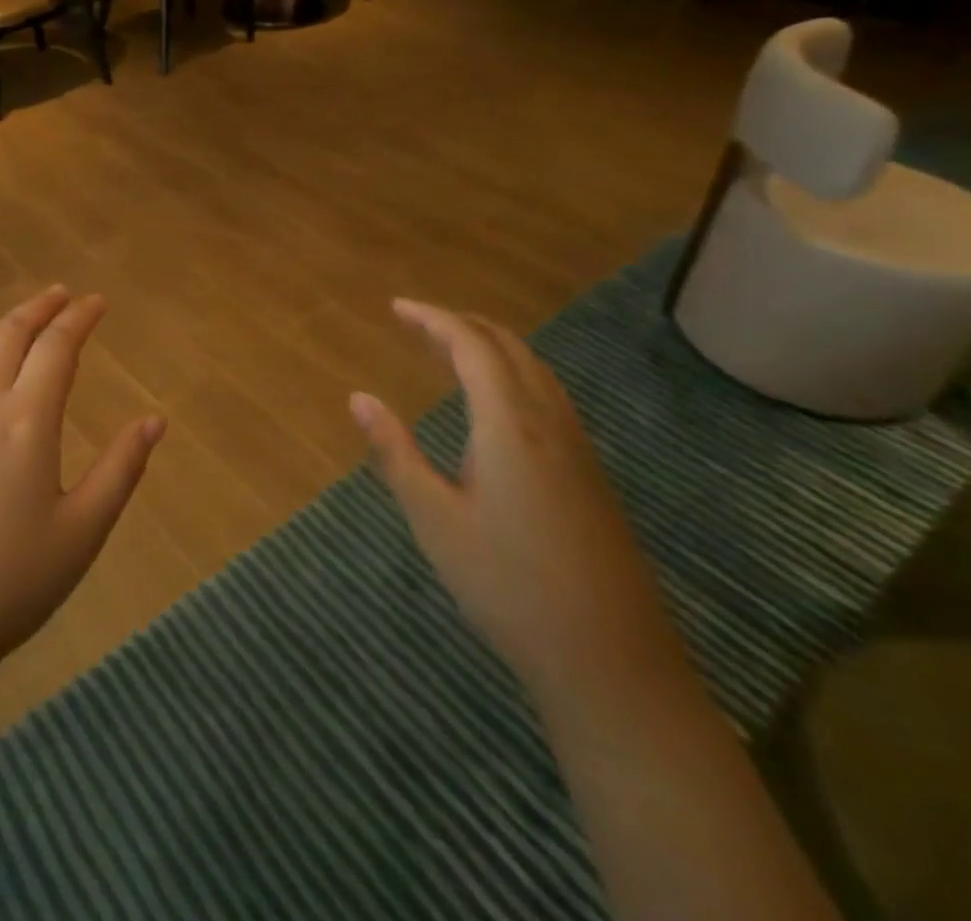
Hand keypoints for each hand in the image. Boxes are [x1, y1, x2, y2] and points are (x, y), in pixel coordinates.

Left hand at [0, 286, 165, 691]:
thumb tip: (155, 420)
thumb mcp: (82, 533)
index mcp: (26, 421)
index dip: (80, 318)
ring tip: (21, 323)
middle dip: (39, 308)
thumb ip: (121, 469)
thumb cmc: (9, 584)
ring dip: (0, 329)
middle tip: (61, 296)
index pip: (57, 347)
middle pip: (8, 335)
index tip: (98, 301)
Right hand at [349, 300, 692, 715]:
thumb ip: (395, 452)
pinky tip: (497, 404)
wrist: (611, 661)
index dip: (433, 319)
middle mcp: (549, 423)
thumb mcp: (434, 518)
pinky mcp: (590, 474)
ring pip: (535, 371)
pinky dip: (514, 375)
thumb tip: (359, 398)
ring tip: (449, 351)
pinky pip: (549, 397)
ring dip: (491, 348)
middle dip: (461, 325)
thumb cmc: (507, 585)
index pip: (471, 347)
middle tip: (417, 323)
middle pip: (508, 348)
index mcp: (509, 425)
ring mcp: (578, 448)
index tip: (396, 308)